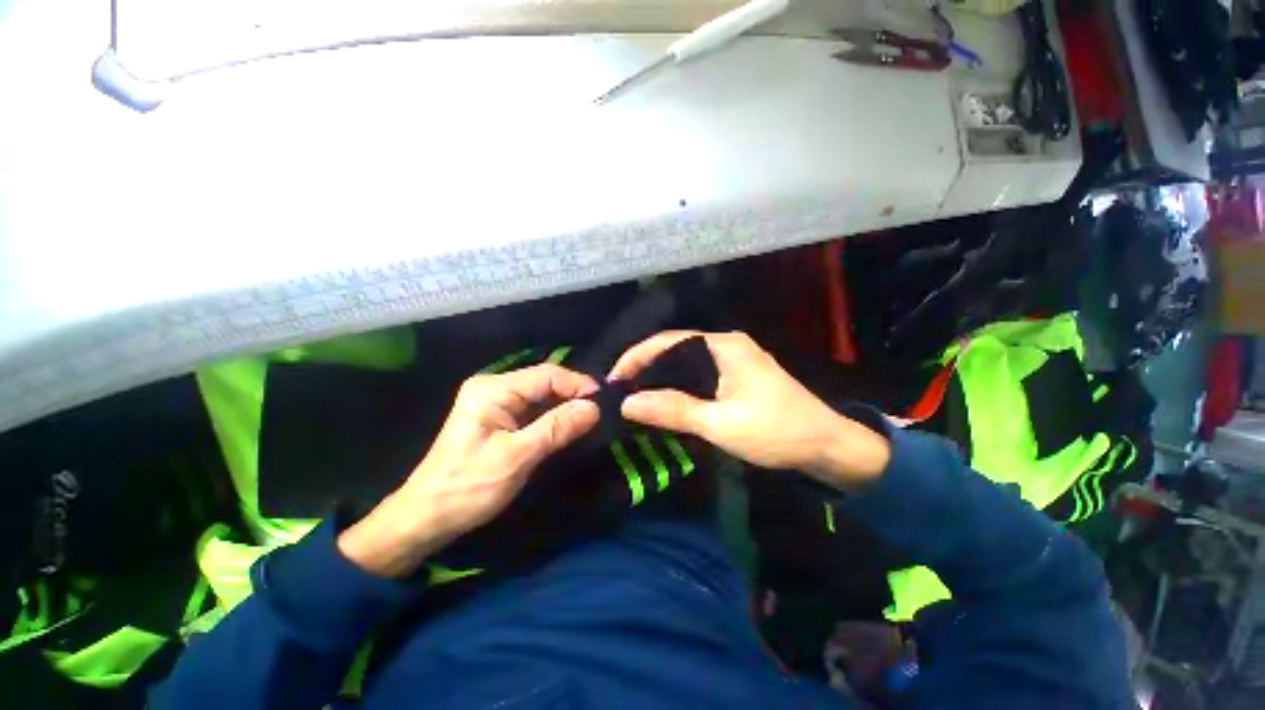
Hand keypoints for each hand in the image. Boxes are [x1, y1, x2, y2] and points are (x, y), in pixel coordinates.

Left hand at [338, 365, 599, 576]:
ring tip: (591, 417)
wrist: (426, 519)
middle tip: (600, 411)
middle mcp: (494, 388)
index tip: (603, 400)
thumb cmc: (469, 487)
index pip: (546, 375)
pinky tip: (569, 426)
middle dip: (572, 395)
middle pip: (544, 382)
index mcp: (493, 389)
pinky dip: (552, 417)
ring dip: (565, 407)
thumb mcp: (517, 456)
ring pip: (541, 397)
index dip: (577, 384)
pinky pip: (533, 411)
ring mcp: (495, 403)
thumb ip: (557, 428)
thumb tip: (594, 407)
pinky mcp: (497, 419)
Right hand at [610, 331, 888, 487]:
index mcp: (723, 345)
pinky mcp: (736, 375)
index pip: (667, 341)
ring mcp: (733, 359)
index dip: (636, 358)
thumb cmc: (777, 431)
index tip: (614, 381)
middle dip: (645, 367)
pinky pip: (697, 374)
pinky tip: (665, 400)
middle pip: (674, 348)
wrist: (827, 446)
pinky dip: (677, 385)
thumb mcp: (721, 424)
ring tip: (635, 396)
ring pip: (684, 362)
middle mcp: (726, 344)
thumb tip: (628, 403)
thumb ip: (674, 410)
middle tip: (620, 391)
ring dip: (660, 377)